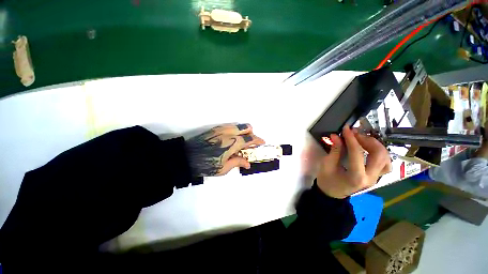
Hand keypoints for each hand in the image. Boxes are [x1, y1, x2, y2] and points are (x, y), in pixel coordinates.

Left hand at [186, 124, 264, 176]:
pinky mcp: (216, 128)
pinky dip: (236, 129)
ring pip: (238, 125)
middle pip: (246, 127)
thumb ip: (238, 162)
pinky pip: (230, 125)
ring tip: (242, 140)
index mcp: (233, 143)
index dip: (257, 140)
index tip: (262, 142)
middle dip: (252, 133)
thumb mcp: (224, 168)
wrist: (187, 157)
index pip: (250, 139)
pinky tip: (233, 138)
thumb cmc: (207, 165)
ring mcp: (222, 128)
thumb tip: (248, 164)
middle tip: (251, 142)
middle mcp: (230, 133)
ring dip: (244, 130)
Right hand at [317, 127, 390, 198]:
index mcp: (356, 177)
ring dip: (375, 145)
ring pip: (386, 158)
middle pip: (378, 155)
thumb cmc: (327, 180)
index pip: (357, 153)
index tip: (346, 129)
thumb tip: (336, 136)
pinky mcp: (376, 176)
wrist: (332, 193)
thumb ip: (334, 150)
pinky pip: (385, 163)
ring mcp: (376, 178)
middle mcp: (370, 178)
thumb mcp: (327, 165)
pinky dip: (380, 153)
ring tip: (362, 139)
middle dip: (367, 140)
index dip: (351, 139)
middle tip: (355, 133)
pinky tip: (370, 149)